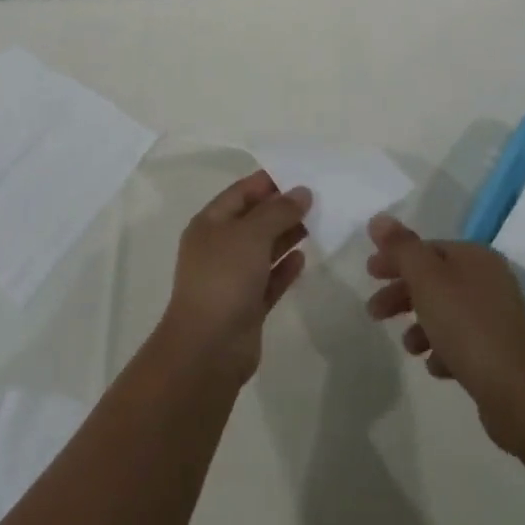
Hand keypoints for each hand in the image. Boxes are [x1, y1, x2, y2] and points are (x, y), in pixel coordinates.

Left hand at [155, 169, 310, 385]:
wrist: (208, 348)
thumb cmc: (224, 278)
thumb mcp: (251, 234)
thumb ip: (278, 211)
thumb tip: (302, 192)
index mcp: (210, 224)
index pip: (241, 192)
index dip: (268, 182)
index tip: (300, 175)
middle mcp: (219, 247)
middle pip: (253, 220)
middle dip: (281, 209)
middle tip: (316, 200)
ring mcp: (232, 278)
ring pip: (263, 250)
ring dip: (286, 237)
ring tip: (316, 224)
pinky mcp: (246, 306)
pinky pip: (269, 279)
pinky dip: (284, 268)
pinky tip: (303, 259)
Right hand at [365, 214, 524, 449]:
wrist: (519, 392)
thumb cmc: (467, 326)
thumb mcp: (427, 279)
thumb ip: (402, 248)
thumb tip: (379, 218)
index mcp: (475, 257)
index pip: (427, 248)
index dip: (396, 258)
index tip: (369, 274)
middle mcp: (489, 280)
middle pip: (435, 280)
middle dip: (402, 294)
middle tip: (374, 312)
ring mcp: (497, 318)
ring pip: (447, 312)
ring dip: (421, 325)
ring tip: (408, 347)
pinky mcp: (499, 353)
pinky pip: (462, 343)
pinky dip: (443, 349)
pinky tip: (434, 367)